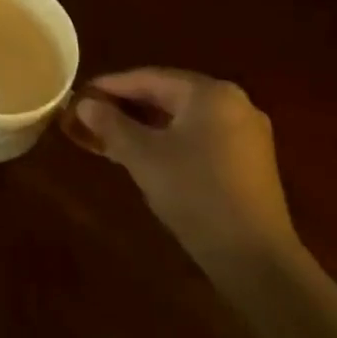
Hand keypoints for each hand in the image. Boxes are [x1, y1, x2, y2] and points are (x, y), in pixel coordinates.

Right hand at [74, 68, 297, 270]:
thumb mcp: (143, 157)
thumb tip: (85, 104)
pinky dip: (170, 141)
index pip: (148, 78)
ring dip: (147, 126)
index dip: (110, 86)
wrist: (255, 259)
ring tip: (112, 137)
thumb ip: (111, 124)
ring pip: (183, 119)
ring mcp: (246, 133)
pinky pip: (200, 137)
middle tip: (92, 116)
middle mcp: (233, 102)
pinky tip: (147, 156)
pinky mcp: (251, 161)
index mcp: (209, 93)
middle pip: (168, 95)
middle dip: (128, 107)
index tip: (81, 95)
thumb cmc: (195, 194)